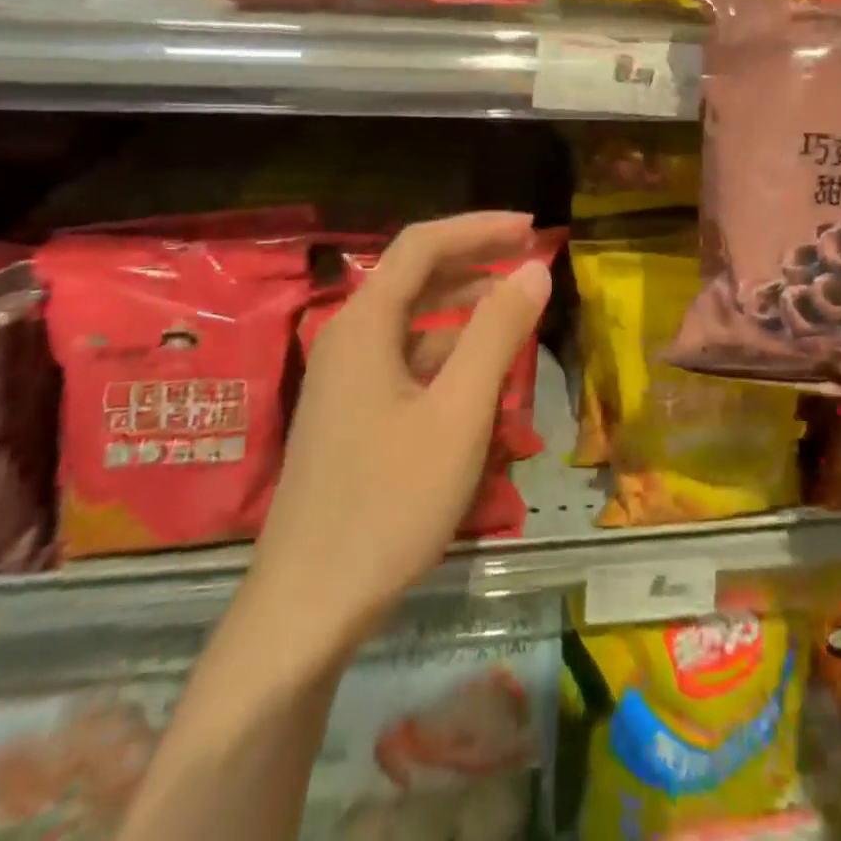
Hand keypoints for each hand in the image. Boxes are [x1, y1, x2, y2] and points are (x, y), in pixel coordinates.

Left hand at [251, 212, 550, 638]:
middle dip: (476, 262)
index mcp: (365, 325)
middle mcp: (349, 339)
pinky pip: (408, 362)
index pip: (423, 245)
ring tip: (520, 316)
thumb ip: (497, 333)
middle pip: (416, 276)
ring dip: (466, 311)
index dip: (480, 228)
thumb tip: (534, 267)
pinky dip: (449, 356)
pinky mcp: (351, 414)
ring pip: (414, 323)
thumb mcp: (458, 415)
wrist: (306, 612)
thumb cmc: (387, 505)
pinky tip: (484, 382)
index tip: (532, 228)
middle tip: (532, 262)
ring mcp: (346, 379)